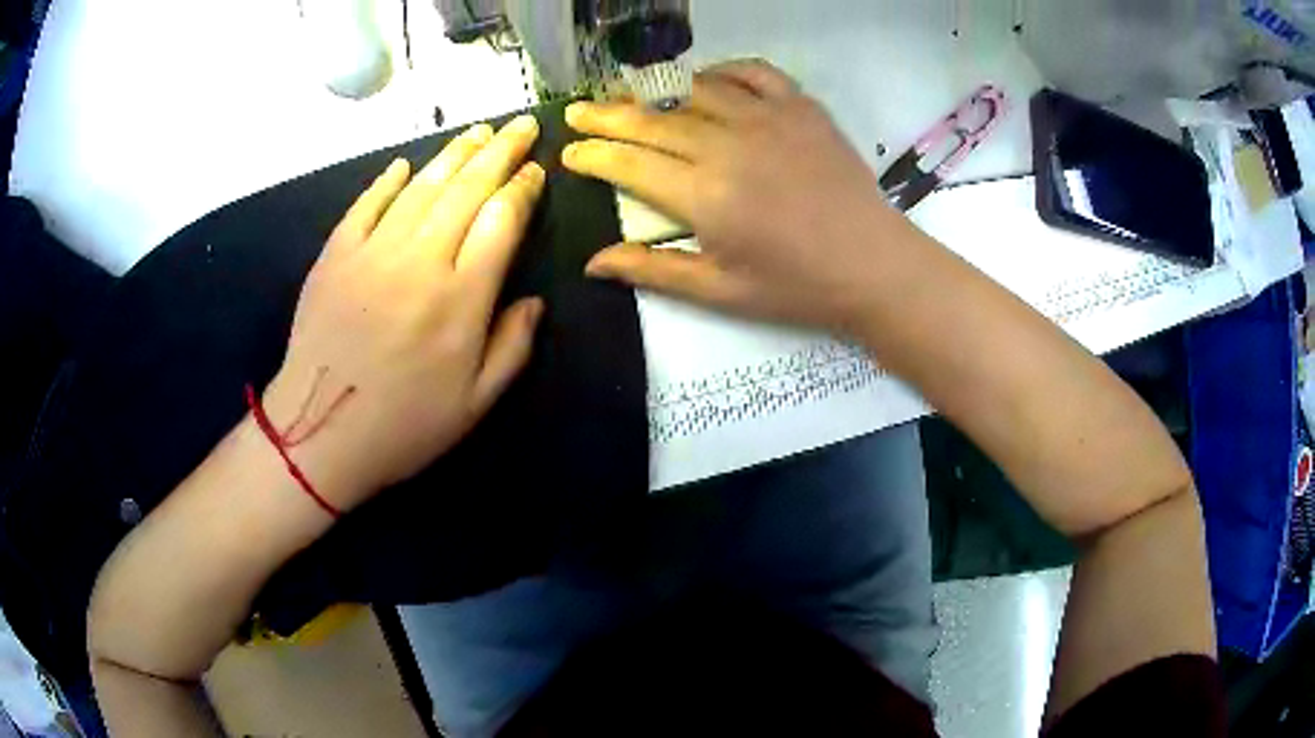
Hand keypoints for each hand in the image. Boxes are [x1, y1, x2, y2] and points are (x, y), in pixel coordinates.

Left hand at [261, 116, 545, 510]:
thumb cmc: (403, 427)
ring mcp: (373, 251)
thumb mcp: (475, 405)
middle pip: (467, 189)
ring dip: (454, 154)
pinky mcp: (336, 254)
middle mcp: (421, 261)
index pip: (502, 221)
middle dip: (500, 152)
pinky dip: (388, 180)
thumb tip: (533, 300)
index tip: (536, 171)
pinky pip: (367, 204)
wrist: (319, 432)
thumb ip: (512, 348)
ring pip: (422, 186)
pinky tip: (406, 163)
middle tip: (522, 125)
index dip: (522, 189)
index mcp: (461, 299)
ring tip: (479, 131)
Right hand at [563, 59, 922, 335]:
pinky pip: (752, 72)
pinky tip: (706, 81)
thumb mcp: (719, 291)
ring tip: (628, 93)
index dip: (592, 155)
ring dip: (655, 91)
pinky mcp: (801, 106)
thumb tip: (591, 263)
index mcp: (704, 196)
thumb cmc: (795, 287)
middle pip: (652, 120)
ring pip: (695, 90)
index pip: (628, 163)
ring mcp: (768, 118)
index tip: (568, 151)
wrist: (873, 265)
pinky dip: (722, 71)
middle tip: (578, 111)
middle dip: (606, 116)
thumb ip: (652, 270)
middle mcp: (728, 146)